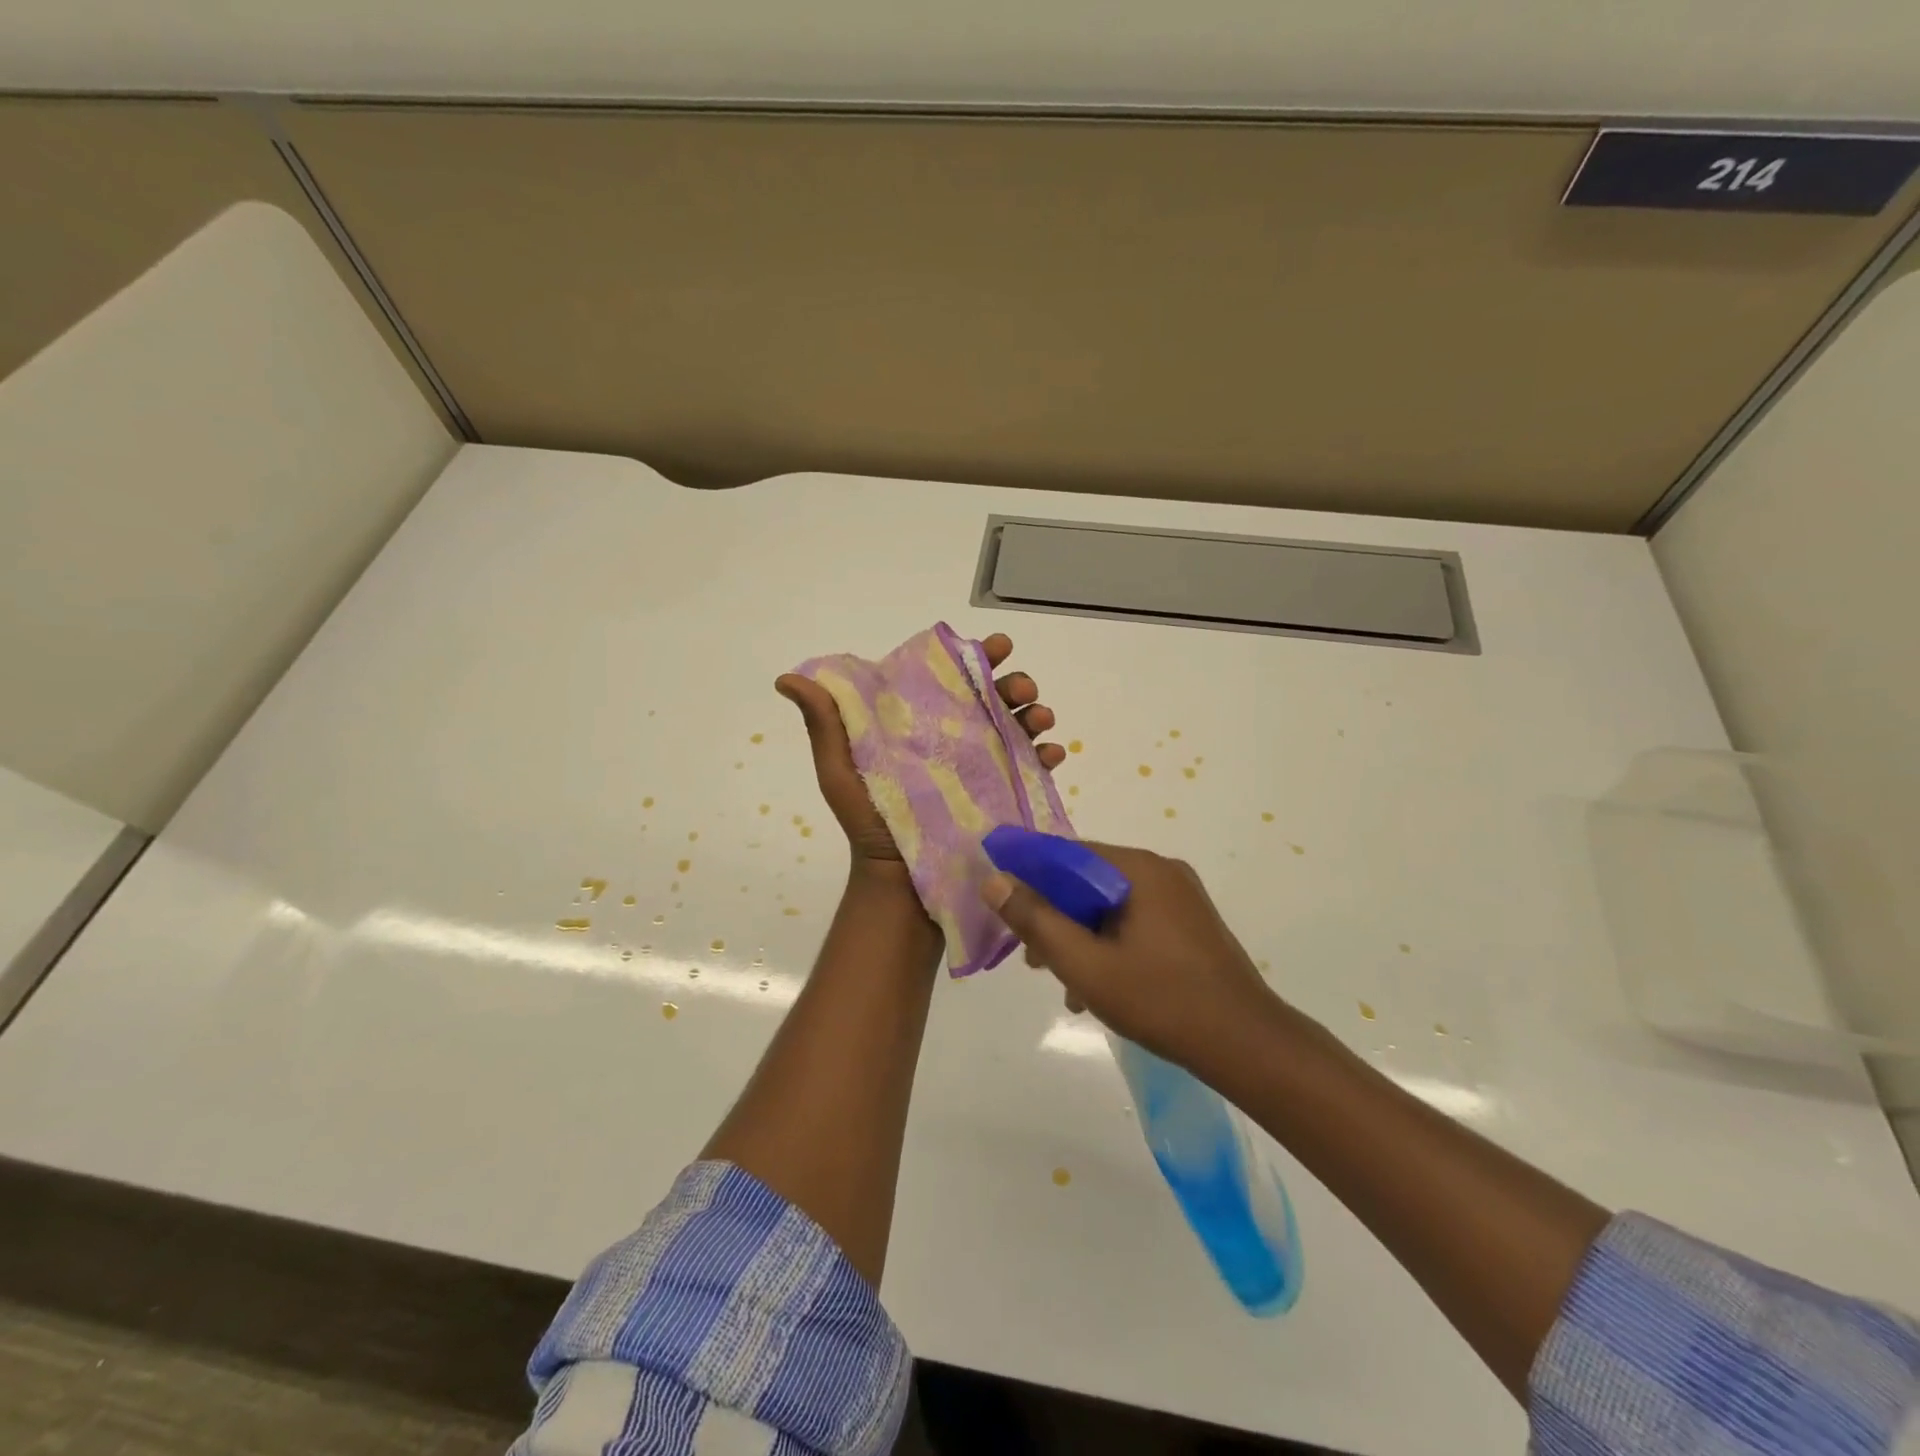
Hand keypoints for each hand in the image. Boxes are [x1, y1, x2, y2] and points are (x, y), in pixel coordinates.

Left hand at [775, 633, 1067, 880]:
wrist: (900, 885)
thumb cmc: (870, 823)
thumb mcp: (841, 772)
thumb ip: (825, 725)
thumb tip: (787, 678)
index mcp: (922, 723)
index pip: (953, 677)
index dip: (977, 656)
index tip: (997, 646)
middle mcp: (958, 737)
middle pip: (995, 696)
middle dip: (1015, 683)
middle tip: (1022, 687)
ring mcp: (984, 766)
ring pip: (1020, 726)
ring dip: (1036, 713)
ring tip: (1041, 718)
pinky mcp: (1005, 795)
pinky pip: (1033, 769)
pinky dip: (1047, 756)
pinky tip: (1051, 754)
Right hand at [981, 842, 1279, 1074]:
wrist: (1247, 1044)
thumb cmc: (1160, 999)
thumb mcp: (1085, 964)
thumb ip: (1036, 921)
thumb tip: (994, 881)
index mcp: (1138, 868)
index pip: (1067, 852)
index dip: (1029, 872)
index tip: (1003, 901)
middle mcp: (1161, 870)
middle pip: (1088, 880)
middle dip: (1055, 916)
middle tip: (1033, 958)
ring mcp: (1180, 897)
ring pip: (1110, 904)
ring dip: (1080, 936)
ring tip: (1064, 983)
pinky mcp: (1190, 924)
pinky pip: (1134, 920)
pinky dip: (1109, 944)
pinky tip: (1098, 988)